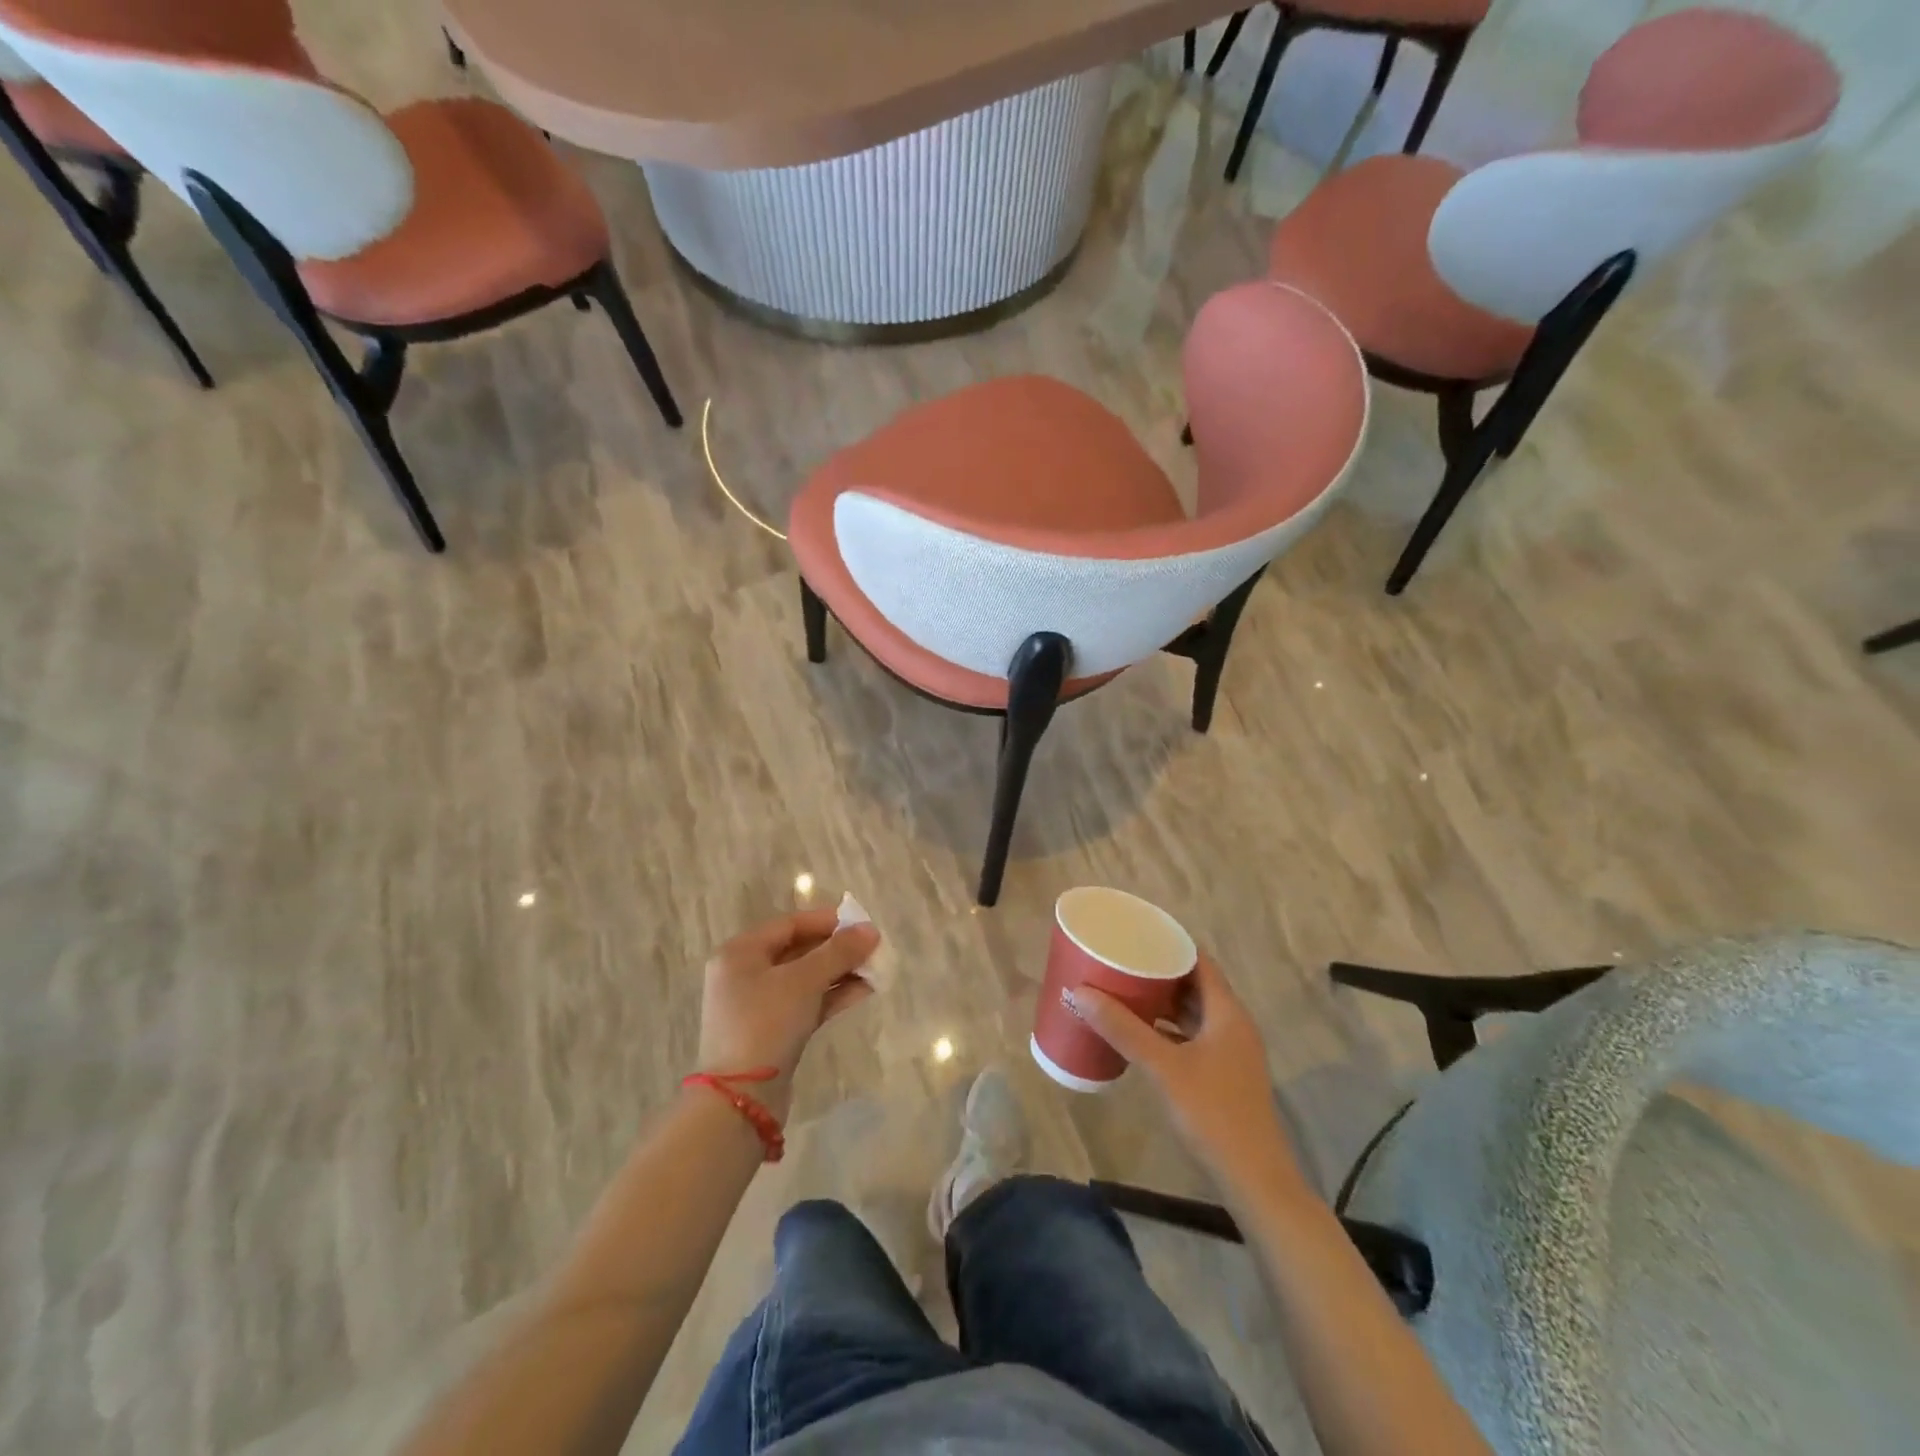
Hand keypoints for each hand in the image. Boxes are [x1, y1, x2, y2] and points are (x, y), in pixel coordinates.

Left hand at [696, 908, 879, 1119]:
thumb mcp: (804, 981)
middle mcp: (745, 974)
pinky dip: (832, 995)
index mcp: (740, 953)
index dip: (827, 921)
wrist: (741, 1099)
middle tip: (873, 948)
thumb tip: (870, 930)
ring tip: (876, 969)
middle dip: (837, 949)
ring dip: (840, 972)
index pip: (790, 924)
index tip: (862, 924)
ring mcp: (758, 1005)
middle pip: (798, 950)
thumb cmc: (766, 1024)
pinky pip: (806, 1002)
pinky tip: (864, 991)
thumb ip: (838, 951)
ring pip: (806, 978)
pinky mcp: (772, 1031)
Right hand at [1071, 955, 1304, 1196]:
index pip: (1199, 961)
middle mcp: (1232, 1025)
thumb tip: (1081, 992)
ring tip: (1122, 990)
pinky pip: (1190, 1037)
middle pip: (1194, 985)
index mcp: (1227, 1012)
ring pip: (1191, 1013)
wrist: (1254, 1180)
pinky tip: (1138, 1034)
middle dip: (1158, 972)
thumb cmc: (1213, 1113)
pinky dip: (1166, 1029)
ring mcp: (1228, 1052)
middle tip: (1119, 961)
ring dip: (1160, 1002)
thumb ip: (1124, 1029)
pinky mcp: (1221, 1075)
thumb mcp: (1163, 1067)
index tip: (1135, 935)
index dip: (1169, 944)